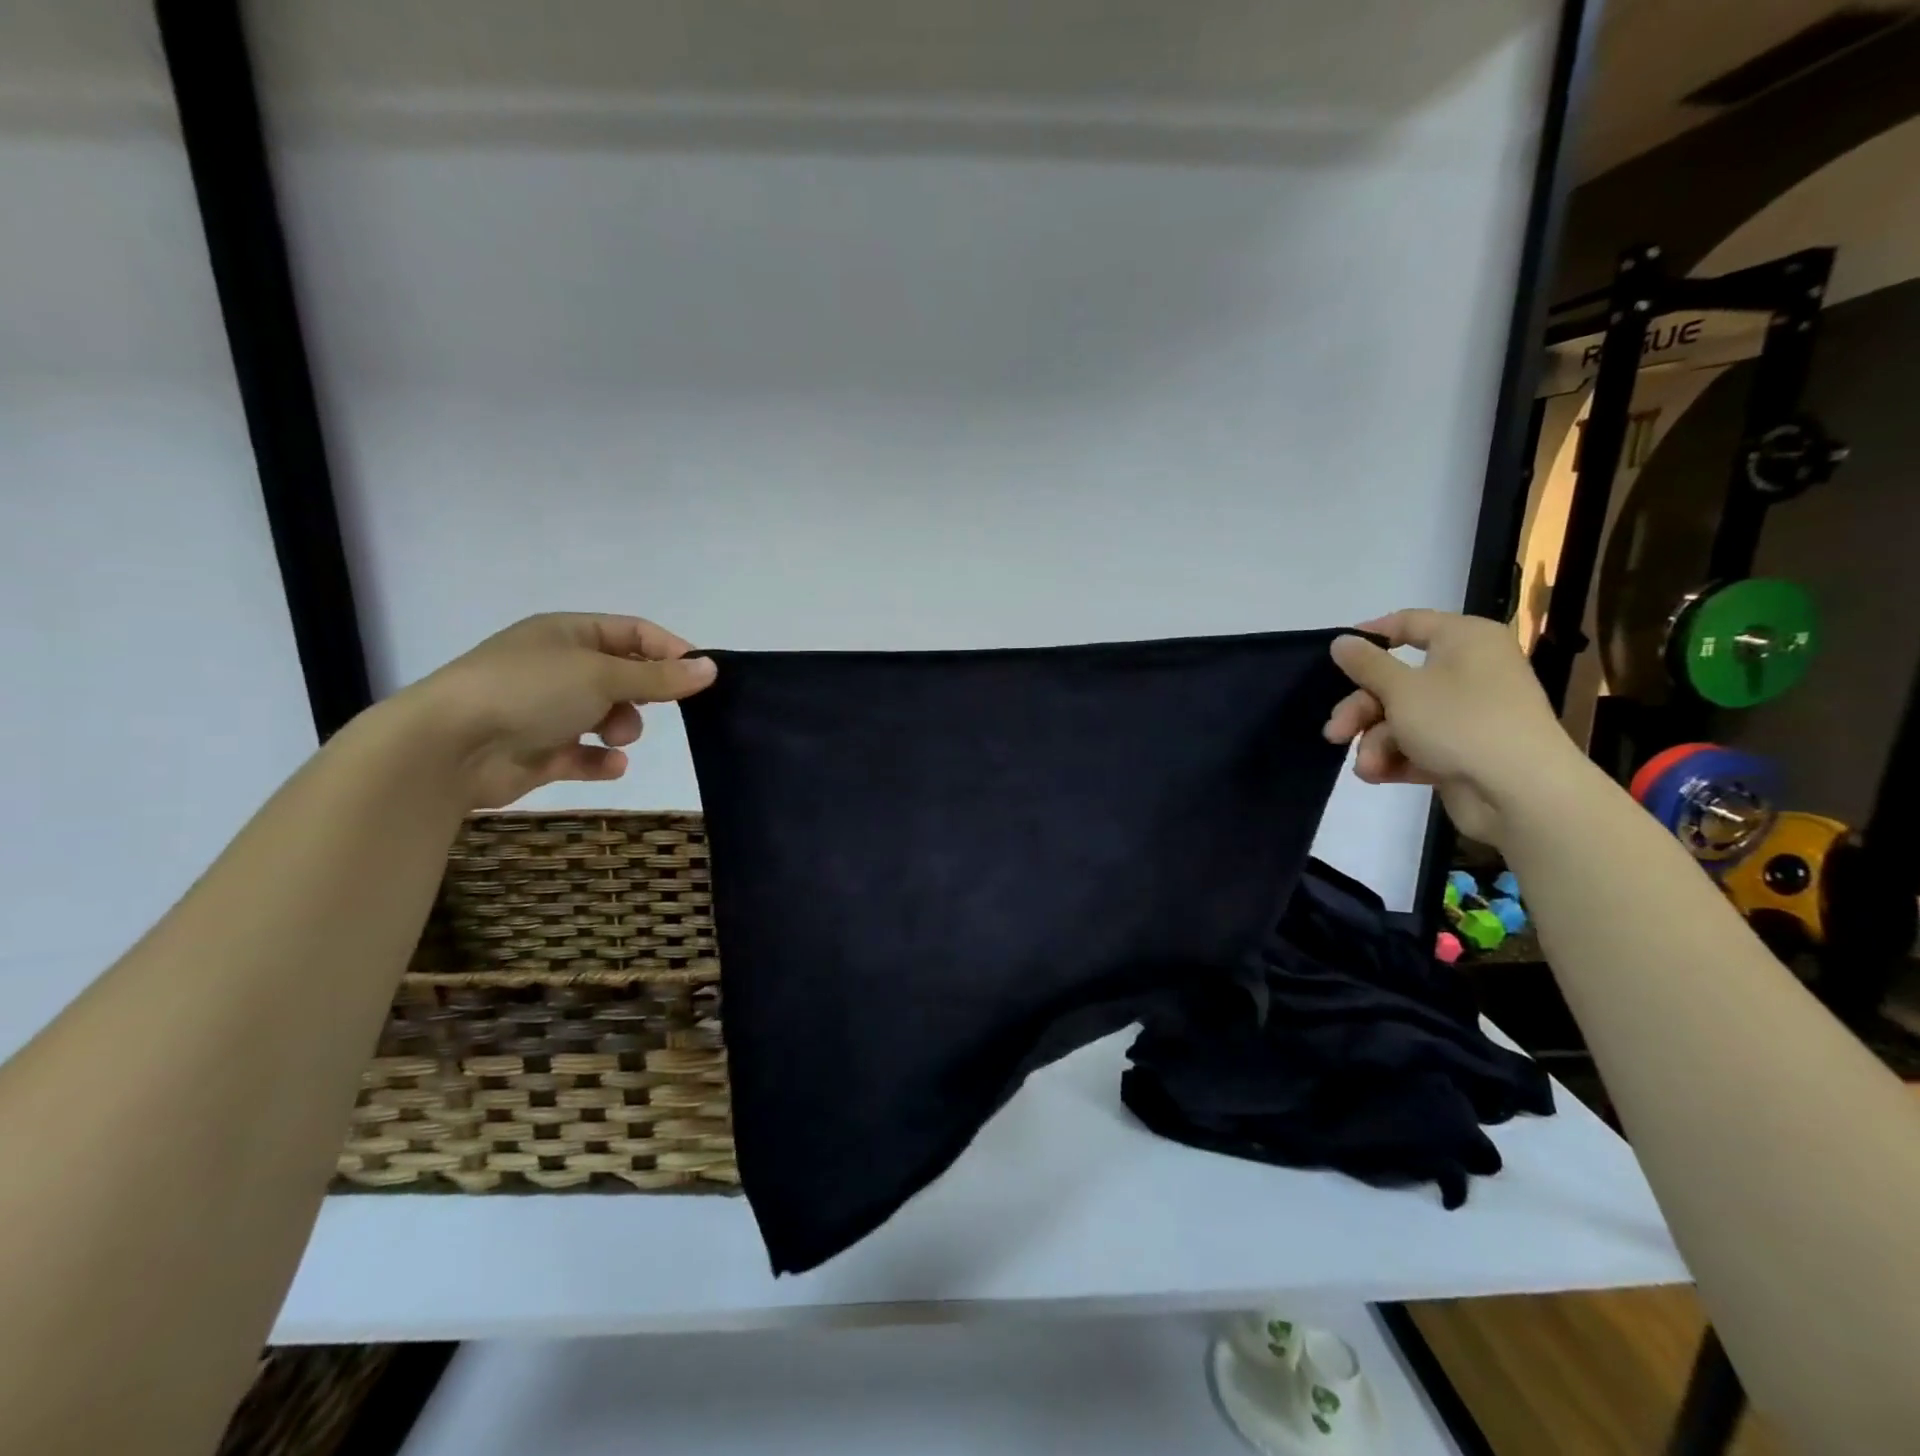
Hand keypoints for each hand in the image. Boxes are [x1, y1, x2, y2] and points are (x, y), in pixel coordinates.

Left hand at [396, 613, 716, 808]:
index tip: (701, 677)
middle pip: (623, 675)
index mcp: (568, 634)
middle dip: (643, 694)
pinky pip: (584, 753)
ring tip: (615, 737)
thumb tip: (712, 668)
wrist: (448, 747)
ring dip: (622, 727)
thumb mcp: (603, 675)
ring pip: (606, 715)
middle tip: (656, 708)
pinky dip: (600, 758)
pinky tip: (609, 765)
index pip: (634, 633)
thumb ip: (660, 677)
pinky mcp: (539, 750)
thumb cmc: (529, 692)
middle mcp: (557, 667)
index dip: (670, 651)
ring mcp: (546, 709)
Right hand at [1322, 609, 1578, 844]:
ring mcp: (1467, 712)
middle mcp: (1469, 670)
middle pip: (1396, 680)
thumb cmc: (1460, 723)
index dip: (1369, 636)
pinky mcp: (1463, 749)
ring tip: (1367, 765)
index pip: (1409, 623)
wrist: (1521, 792)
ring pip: (1402, 717)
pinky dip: (1395, 757)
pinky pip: (1418, 744)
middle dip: (1361, 710)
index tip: (1334, 655)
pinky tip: (1377, 774)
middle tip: (1336, 733)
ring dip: (1375, 741)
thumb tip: (1342, 641)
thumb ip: (1366, 664)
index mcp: (1464, 640)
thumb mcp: (1401, 689)